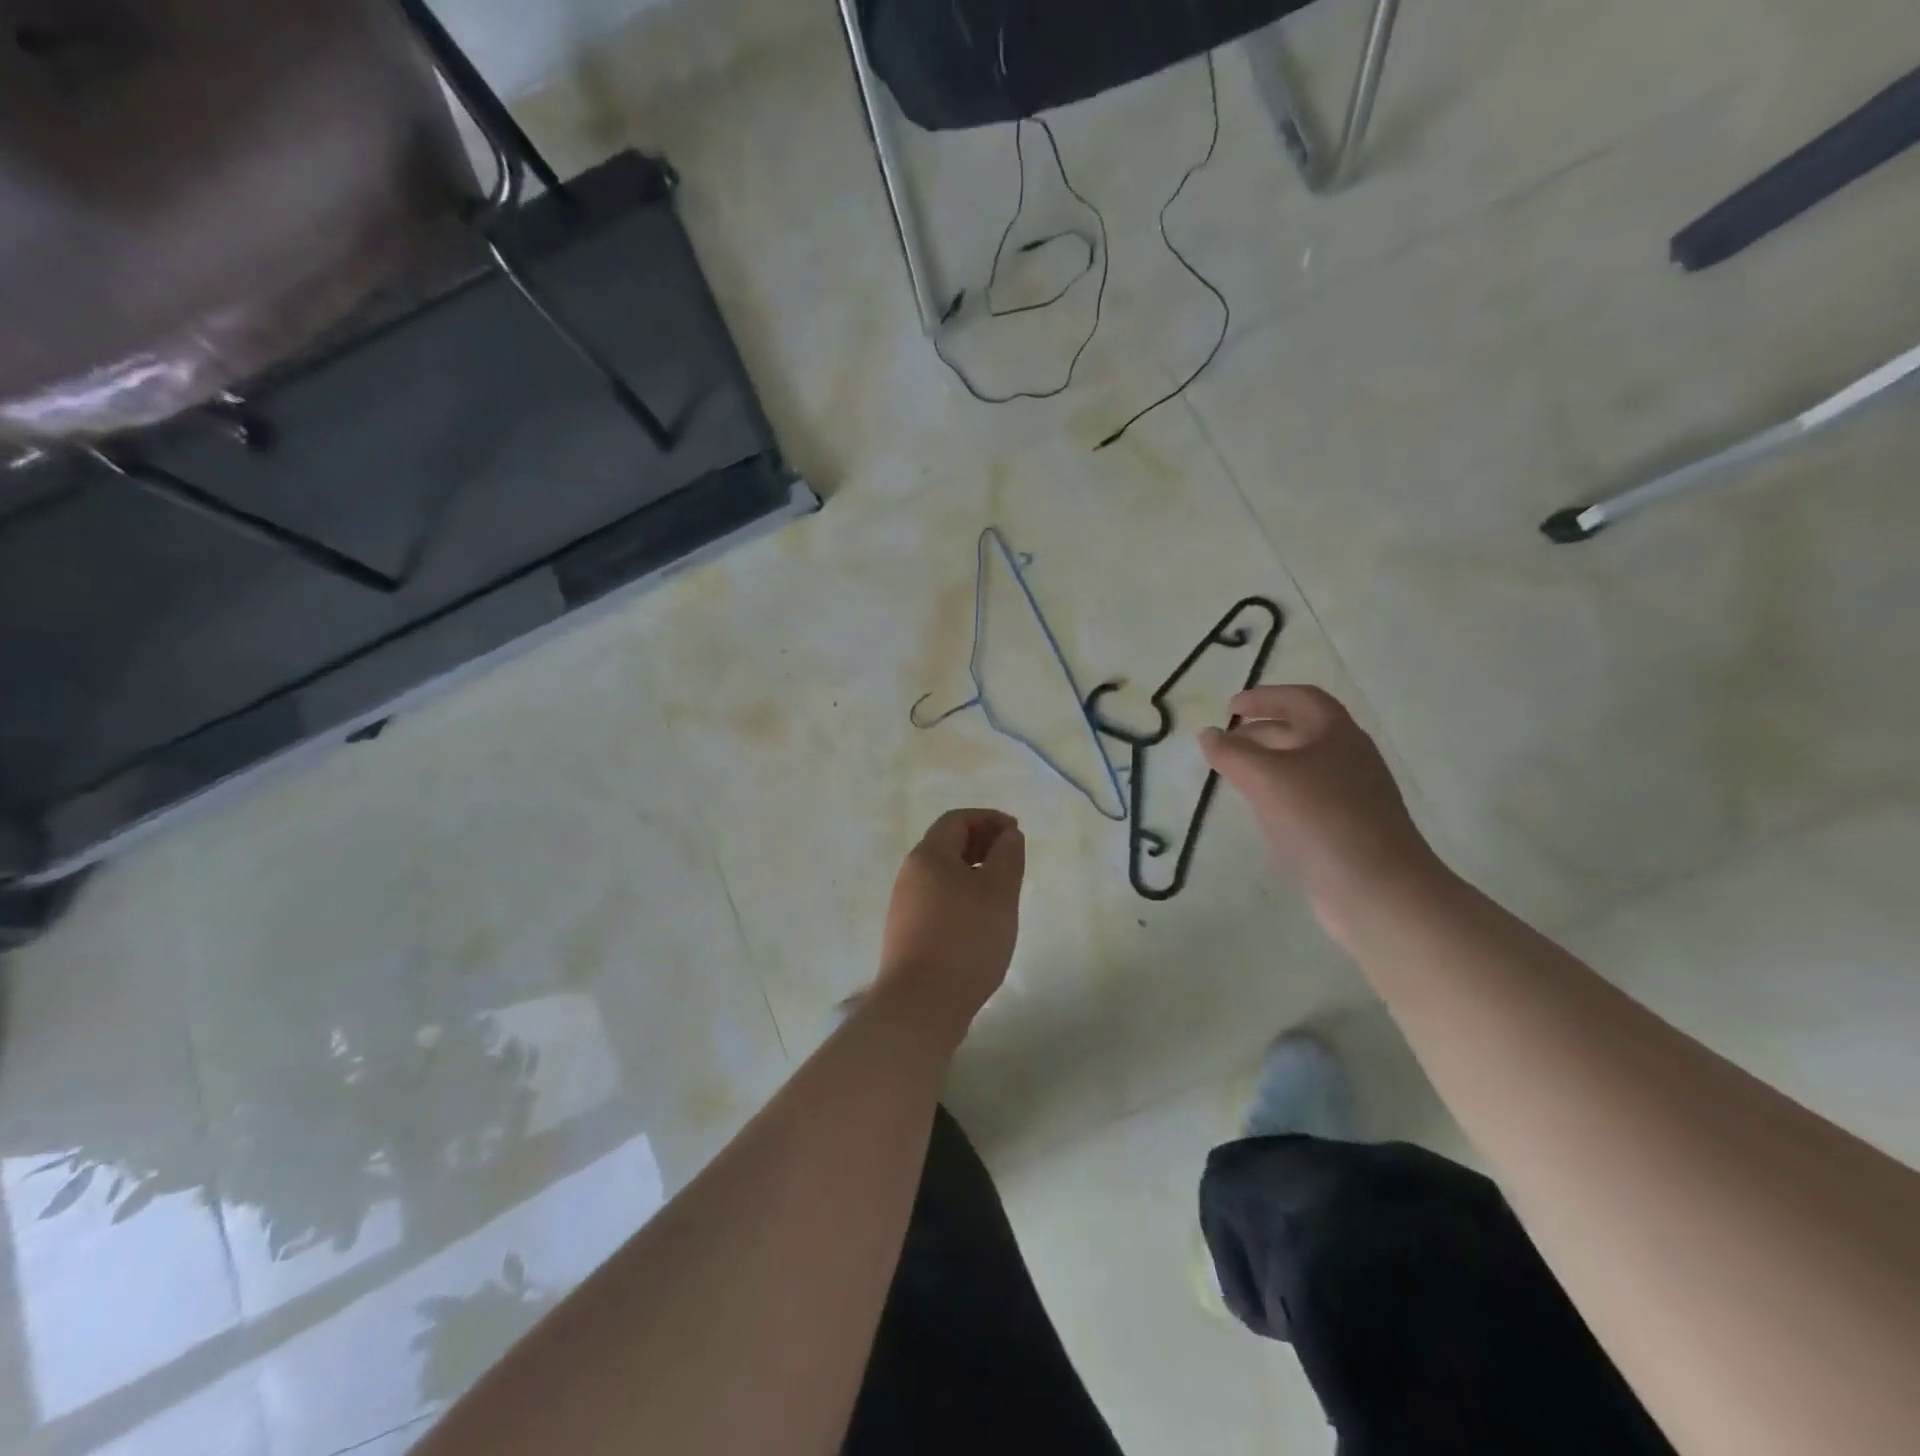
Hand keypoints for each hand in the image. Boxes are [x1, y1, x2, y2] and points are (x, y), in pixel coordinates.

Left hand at [874, 809, 1025, 1045]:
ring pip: (942, 874)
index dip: (988, 819)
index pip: (957, 820)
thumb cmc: (966, 939)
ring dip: (972, 871)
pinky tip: (981, 920)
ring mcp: (904, 906)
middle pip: (946, 845)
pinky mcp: (907, 934)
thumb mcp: (999, 892)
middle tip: (1011, 858)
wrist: (922, 1004)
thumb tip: (1008, 835)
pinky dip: (961, 895)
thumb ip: (1008, 856)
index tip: (1016, 832)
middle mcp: (910, 874)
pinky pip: (937, 900)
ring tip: (1001, 890)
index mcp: (928, 856)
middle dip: (981, 843)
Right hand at [1200, 686, 1439, 937]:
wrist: (1379, 891)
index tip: (1230, 707)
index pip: (1300, 699)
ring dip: (1268, 763)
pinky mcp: (1349, 829)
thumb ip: (1231, 752)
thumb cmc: (1320, 820)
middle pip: (1302, 731)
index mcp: (1336, 734)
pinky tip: (1262, 812)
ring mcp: (1353, 795)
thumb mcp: (1265, 778)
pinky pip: (1308, 798)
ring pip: (1304, 766)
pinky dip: (1280, 794)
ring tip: (1235, 775)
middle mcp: (1349, 758)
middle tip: (1225, 742)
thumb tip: (1209, 734)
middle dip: (1261, 731)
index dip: (1265, 697)